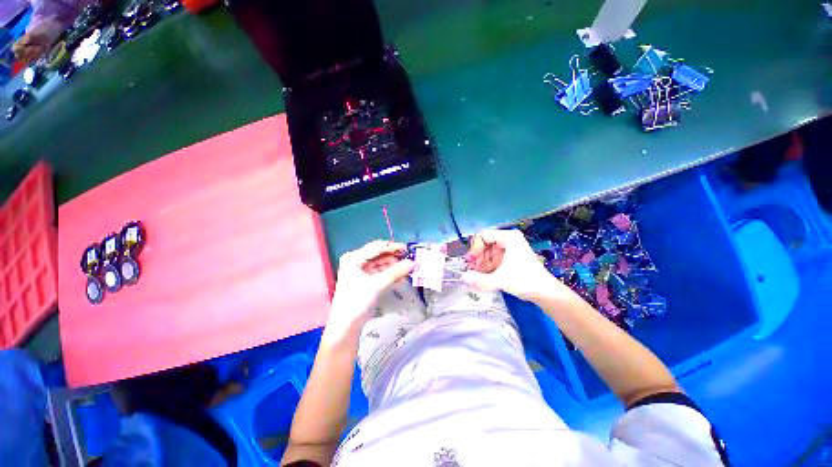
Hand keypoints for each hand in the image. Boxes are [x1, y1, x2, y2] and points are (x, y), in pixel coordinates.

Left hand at [328, 241, 413, 334]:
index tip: (408, 249)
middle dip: (395, 258)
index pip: (376, 247)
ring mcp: (361, 271)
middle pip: (379, 255)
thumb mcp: (376, 285)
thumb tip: (412, 263)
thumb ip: (395, 272)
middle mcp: (356, 261)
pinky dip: (390, 275)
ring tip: (408, 270)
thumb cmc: (357, 301)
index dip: (393, 247)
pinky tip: (402, 277)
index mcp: (354, 258)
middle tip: (410, 260)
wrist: (346, 326)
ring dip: (394, 267)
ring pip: (381, 264)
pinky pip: (380, 273)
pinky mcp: (366, 281)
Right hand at [462, 230, 561, 301]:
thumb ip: (479, 279)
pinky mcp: (510, 257)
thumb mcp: (500, 280)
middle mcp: (508, 239)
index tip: (471, 262)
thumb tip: (462, 278)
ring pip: (487, 252)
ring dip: (481, 263)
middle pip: (484, 243)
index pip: (483, 235)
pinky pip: (493, 258)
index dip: (474, 248)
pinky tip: (484, 276)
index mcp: (508, 237)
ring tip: (478, 275)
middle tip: (473, 270)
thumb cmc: (524, 281)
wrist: (545, 292)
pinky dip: (487, 266)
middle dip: (477, 257)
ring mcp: (509, 248)